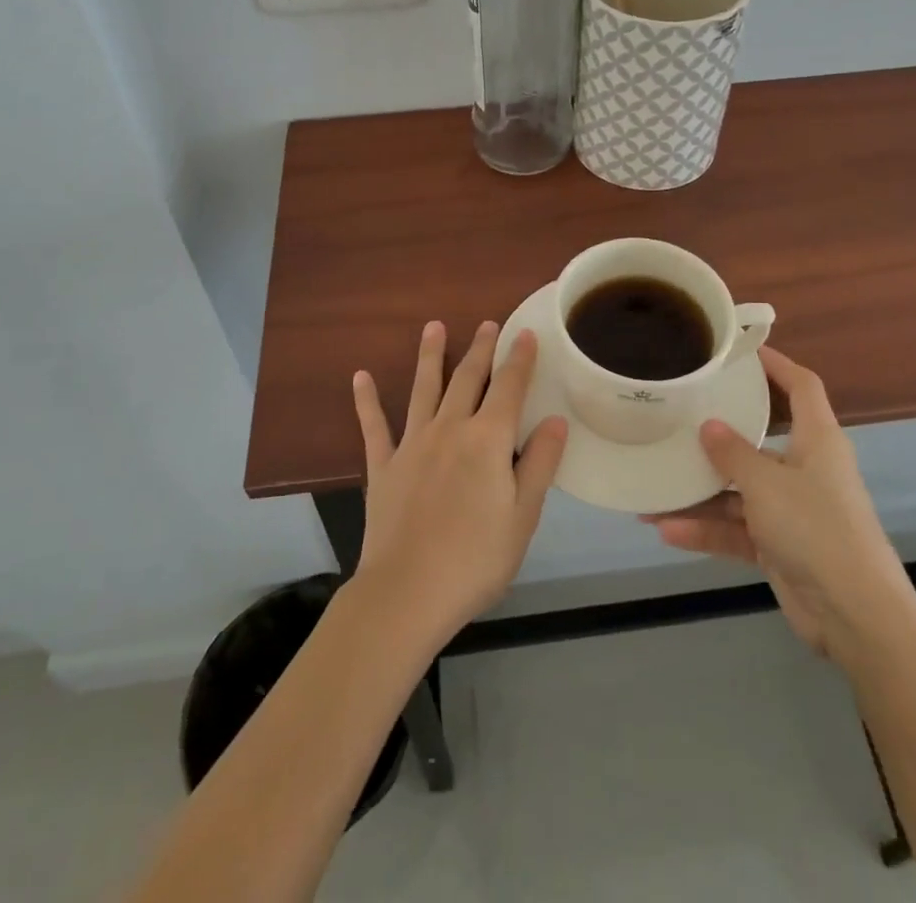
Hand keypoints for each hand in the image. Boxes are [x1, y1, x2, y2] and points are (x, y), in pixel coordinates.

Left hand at [351, 322, 568, 649]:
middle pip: (467, 378)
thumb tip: (554, 420)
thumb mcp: (523, 516)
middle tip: (487, 324)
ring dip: (430, 356)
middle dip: (481, 349)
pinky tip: (360, 377)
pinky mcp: (383, 465)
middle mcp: (450, 429)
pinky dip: (367, 400)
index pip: (509, 388)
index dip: (520, 360)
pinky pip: (374, 425)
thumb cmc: (476, 559)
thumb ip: (539, 464)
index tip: (526, 334)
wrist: (407, 592)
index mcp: (487, 440)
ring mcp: (412, 444)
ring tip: (433, 327)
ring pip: (424, 388)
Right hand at [643, 347, 915, 661]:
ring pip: (739, 490)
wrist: (855, 616)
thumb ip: (733, 454)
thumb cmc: (816, 529)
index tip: (741, 351)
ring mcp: (792, 510)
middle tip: (679, 416)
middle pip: (759, 440)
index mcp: (817, 441)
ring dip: (700, 494)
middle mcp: (805, 469)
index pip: (802, 387)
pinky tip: (666, 530)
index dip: (777, 364)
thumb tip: (708, 426)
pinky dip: (706, 530)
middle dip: (719, 435)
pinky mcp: (780, 546)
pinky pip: (736, 529)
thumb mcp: (767, 483)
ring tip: (653, 489)